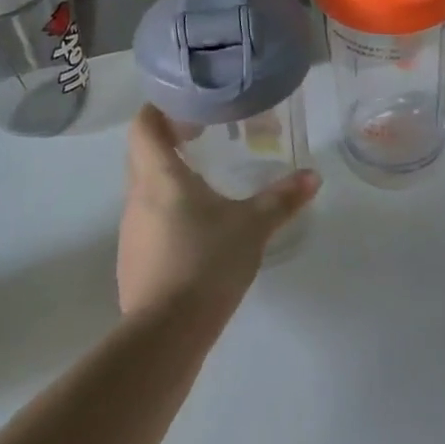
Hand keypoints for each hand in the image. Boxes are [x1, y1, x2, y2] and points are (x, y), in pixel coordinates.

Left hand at [118, 105, 319, 317]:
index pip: (144, 125)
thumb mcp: (252, 227)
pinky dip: (168, 214)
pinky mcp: (132, 260)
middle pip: (142, 155)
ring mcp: (130, 231)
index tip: (189, 110)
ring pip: (145, 190)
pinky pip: (148, 222)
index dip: (161, 110)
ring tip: (207, 186)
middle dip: (169, 143)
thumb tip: (313, 176)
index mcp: (159, 176)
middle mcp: (137, 197)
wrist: (166, 334)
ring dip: (169, 181)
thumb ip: (282, 199)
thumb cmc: (206, 263)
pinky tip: (197, 232)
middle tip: (205, 141)